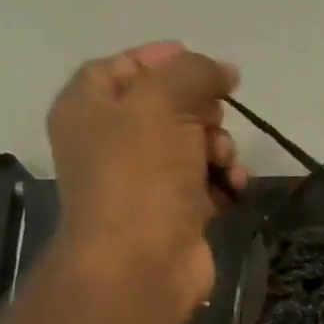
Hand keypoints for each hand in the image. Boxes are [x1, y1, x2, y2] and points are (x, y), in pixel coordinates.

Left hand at [47, 40, 247, 312]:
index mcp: (88, 109)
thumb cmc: (140, 176)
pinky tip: (235, 186)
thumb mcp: (162, 104)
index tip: (206, 65)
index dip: (162, 59)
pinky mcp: (175, 212)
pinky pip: (206, 182)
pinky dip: (224, 180)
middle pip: (166, 106)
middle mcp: (111, 142)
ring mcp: (144, 181)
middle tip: (216, 117)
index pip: (122, 67)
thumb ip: (193, 73)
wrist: (142, 264)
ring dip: (220, 147)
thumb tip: (223, 70)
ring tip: (226, 162)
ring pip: (193, 145)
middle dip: (202, 109)